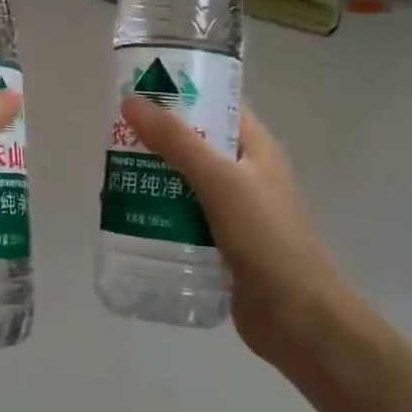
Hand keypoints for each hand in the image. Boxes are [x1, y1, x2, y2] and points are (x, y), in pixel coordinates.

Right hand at [120, 98, 357, 368]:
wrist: (300, 322)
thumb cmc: (267, 239)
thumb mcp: (220, 180)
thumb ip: (176, 140)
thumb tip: (131, 100)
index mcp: (256, 149)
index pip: (217, 105)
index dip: (182, 93)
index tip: (138, 90)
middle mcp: (245, 174)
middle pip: (194, 143)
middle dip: (155, 140)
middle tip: (114, 137)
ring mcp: (233, 211)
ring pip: (184, 182)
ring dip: (152, 178)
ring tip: (112, 176)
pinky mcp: (220, 244)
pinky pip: (183, 217)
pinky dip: (158, 212)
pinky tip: (128, 216)